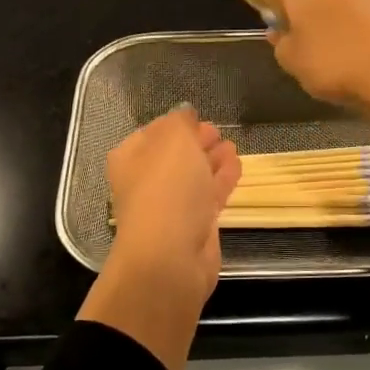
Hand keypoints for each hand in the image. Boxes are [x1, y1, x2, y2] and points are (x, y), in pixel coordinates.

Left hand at [80, 107, 240, 369]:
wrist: (171, 255)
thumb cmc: (167, 186)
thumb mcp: (173, 138)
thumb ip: (180, 121)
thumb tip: (185, 115)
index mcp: (132, 156)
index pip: (154, 132)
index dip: (177, 124)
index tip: (198, 116)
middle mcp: (147, 180)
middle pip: (175, 154)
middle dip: (195, 142)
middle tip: (216, 131)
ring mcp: (171, 205)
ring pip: (194, 174)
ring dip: (211, 159)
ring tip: (231, 145)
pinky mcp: (194, 225)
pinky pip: (210, 194)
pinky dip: (222, 178)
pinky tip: (237, 165)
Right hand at [268, 0, 369, 109]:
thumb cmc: (331, 63)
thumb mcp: (290, 61)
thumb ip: (280, 42)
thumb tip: (278, 31)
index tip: (276, 8)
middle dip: (303, 7)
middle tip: (299, 40)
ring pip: (336, 1)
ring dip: (329, 20)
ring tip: (329, 57)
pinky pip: (358, 17)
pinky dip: (352, 31)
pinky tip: (354, 61)